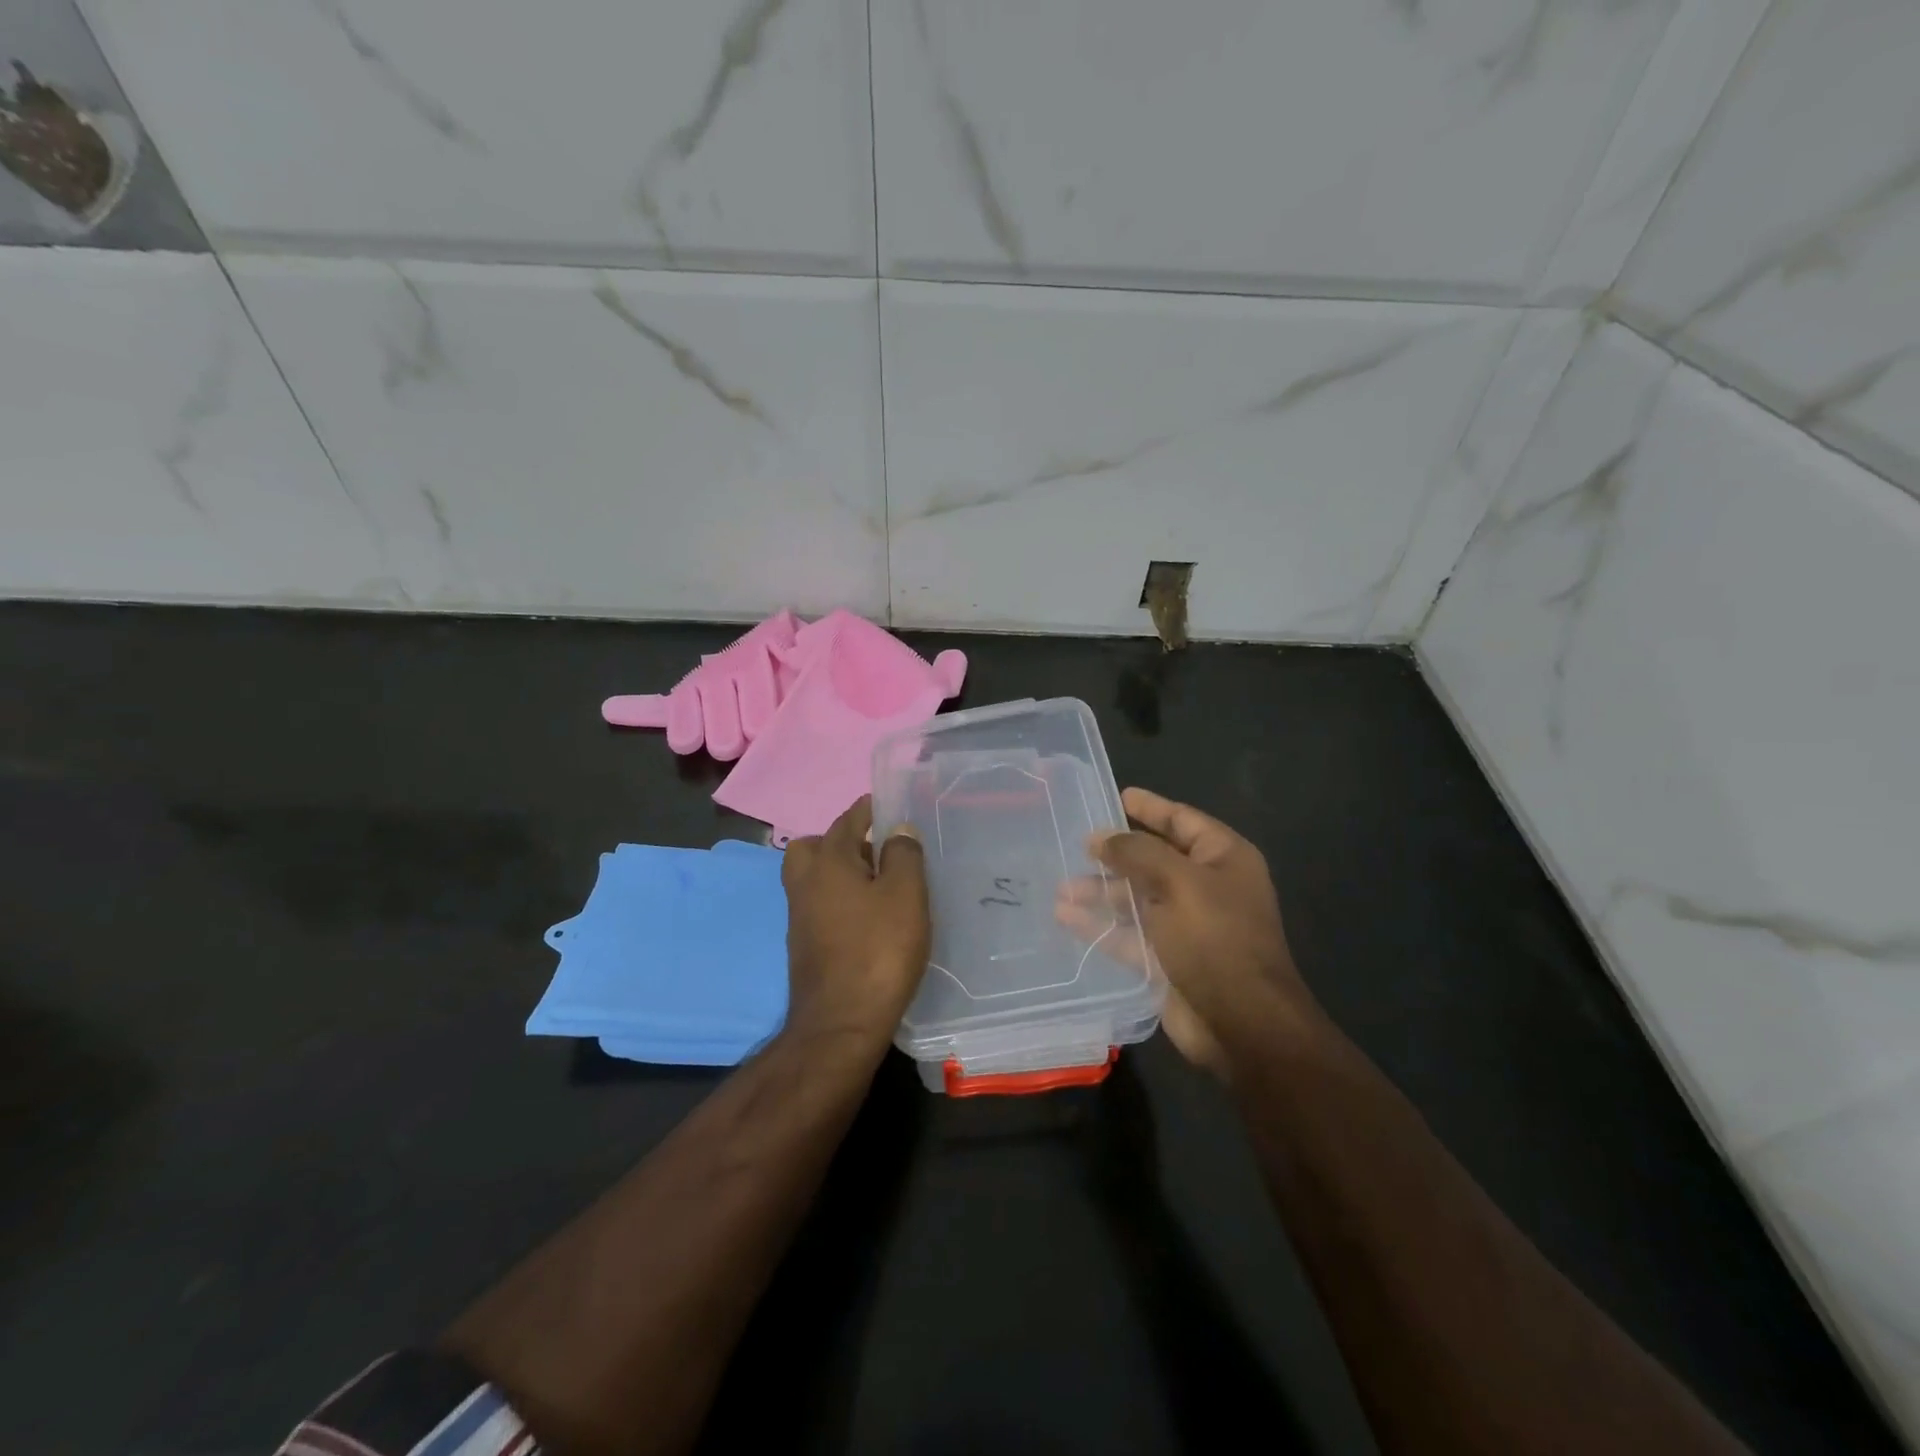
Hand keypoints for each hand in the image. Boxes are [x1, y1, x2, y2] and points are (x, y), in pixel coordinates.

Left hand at [780, 795, 930, 1051]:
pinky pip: (819, 905)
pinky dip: (838, 899)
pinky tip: (866, 917)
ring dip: (839, 872)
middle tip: (876, 850)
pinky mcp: (804, 945)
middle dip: (842, 840)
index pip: (847, 821)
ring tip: (878, 884)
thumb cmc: (878, 950)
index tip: (887, 805)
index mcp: (828, 861)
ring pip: (814, 878)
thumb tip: (897, 828)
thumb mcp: (905, 895)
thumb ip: (903, 855)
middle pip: (815, 846)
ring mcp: (799, 916)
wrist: (841, 1023)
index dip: (868, 810)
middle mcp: (805, 883)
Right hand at [1092, 788, 1316, 1079]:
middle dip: (1115, 855)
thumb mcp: (1177, 882)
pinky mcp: (1166, 959)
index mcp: (1223, 859)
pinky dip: (1100, 925)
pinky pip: (1128, 934)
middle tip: (1077, 846)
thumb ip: (1135, 853)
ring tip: (1061, 887)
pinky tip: (1066, 917)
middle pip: (1153, 860)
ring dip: (1101, 892)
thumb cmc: (1216, 938)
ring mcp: (1186, 926)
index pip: (1182, 821)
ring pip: (1136, 898)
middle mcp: (1206, 888)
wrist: (1241, 1024)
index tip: (1117, 795)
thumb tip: (1100, 837)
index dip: (1150, 807)